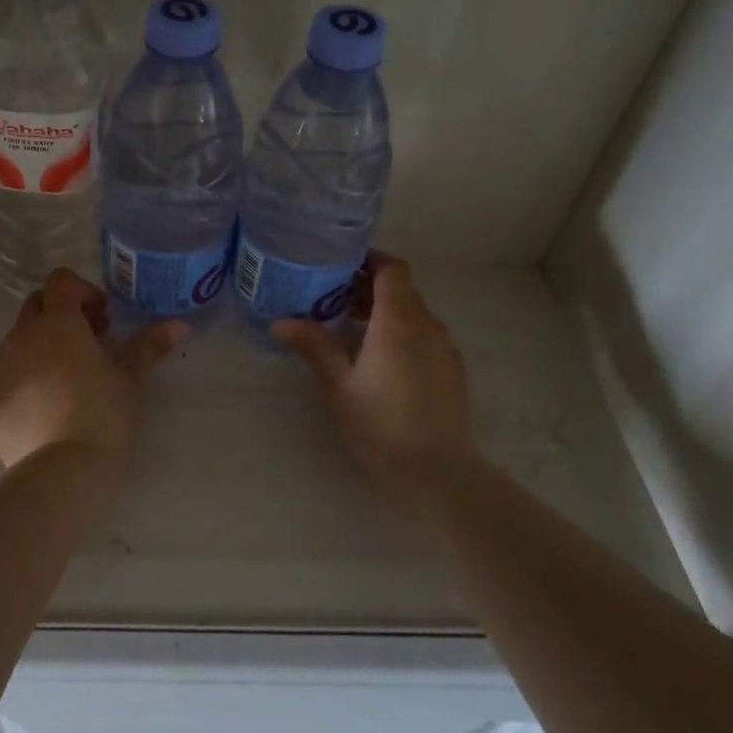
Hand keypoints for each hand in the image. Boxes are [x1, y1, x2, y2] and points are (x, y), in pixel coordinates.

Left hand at [0, 269, 187, 473]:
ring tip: (62, 385)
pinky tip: (39, 412)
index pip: (60, 281)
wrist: (64, 473)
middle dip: (58, 317)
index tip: (100, 321)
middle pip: (34, 307)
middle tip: (85, 347)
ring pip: (15, 344)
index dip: (81, 292)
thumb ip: (149, 345)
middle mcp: (20, 337)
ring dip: (37, 350)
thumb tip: (179, 325)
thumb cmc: (104, 415)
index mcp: (57, 323)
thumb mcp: (130, 378)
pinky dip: (18, 384)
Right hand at [272, 253, 479, 518]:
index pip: (392, 269)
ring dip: (384, 311)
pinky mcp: (452, 370)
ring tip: (349, 328)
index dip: (368, 260)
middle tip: (332, 297)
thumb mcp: (338, 386)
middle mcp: (428, 325)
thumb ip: (313, 347)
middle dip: (368, 287)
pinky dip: (401, 332)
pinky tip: (378, 359)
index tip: (339, 264)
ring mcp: (445, 348)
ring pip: (414, 313)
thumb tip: (280, 322)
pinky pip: (424, 335)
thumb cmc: (381, 425)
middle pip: (401, 290)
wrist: (438, 473)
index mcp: (399, 321)